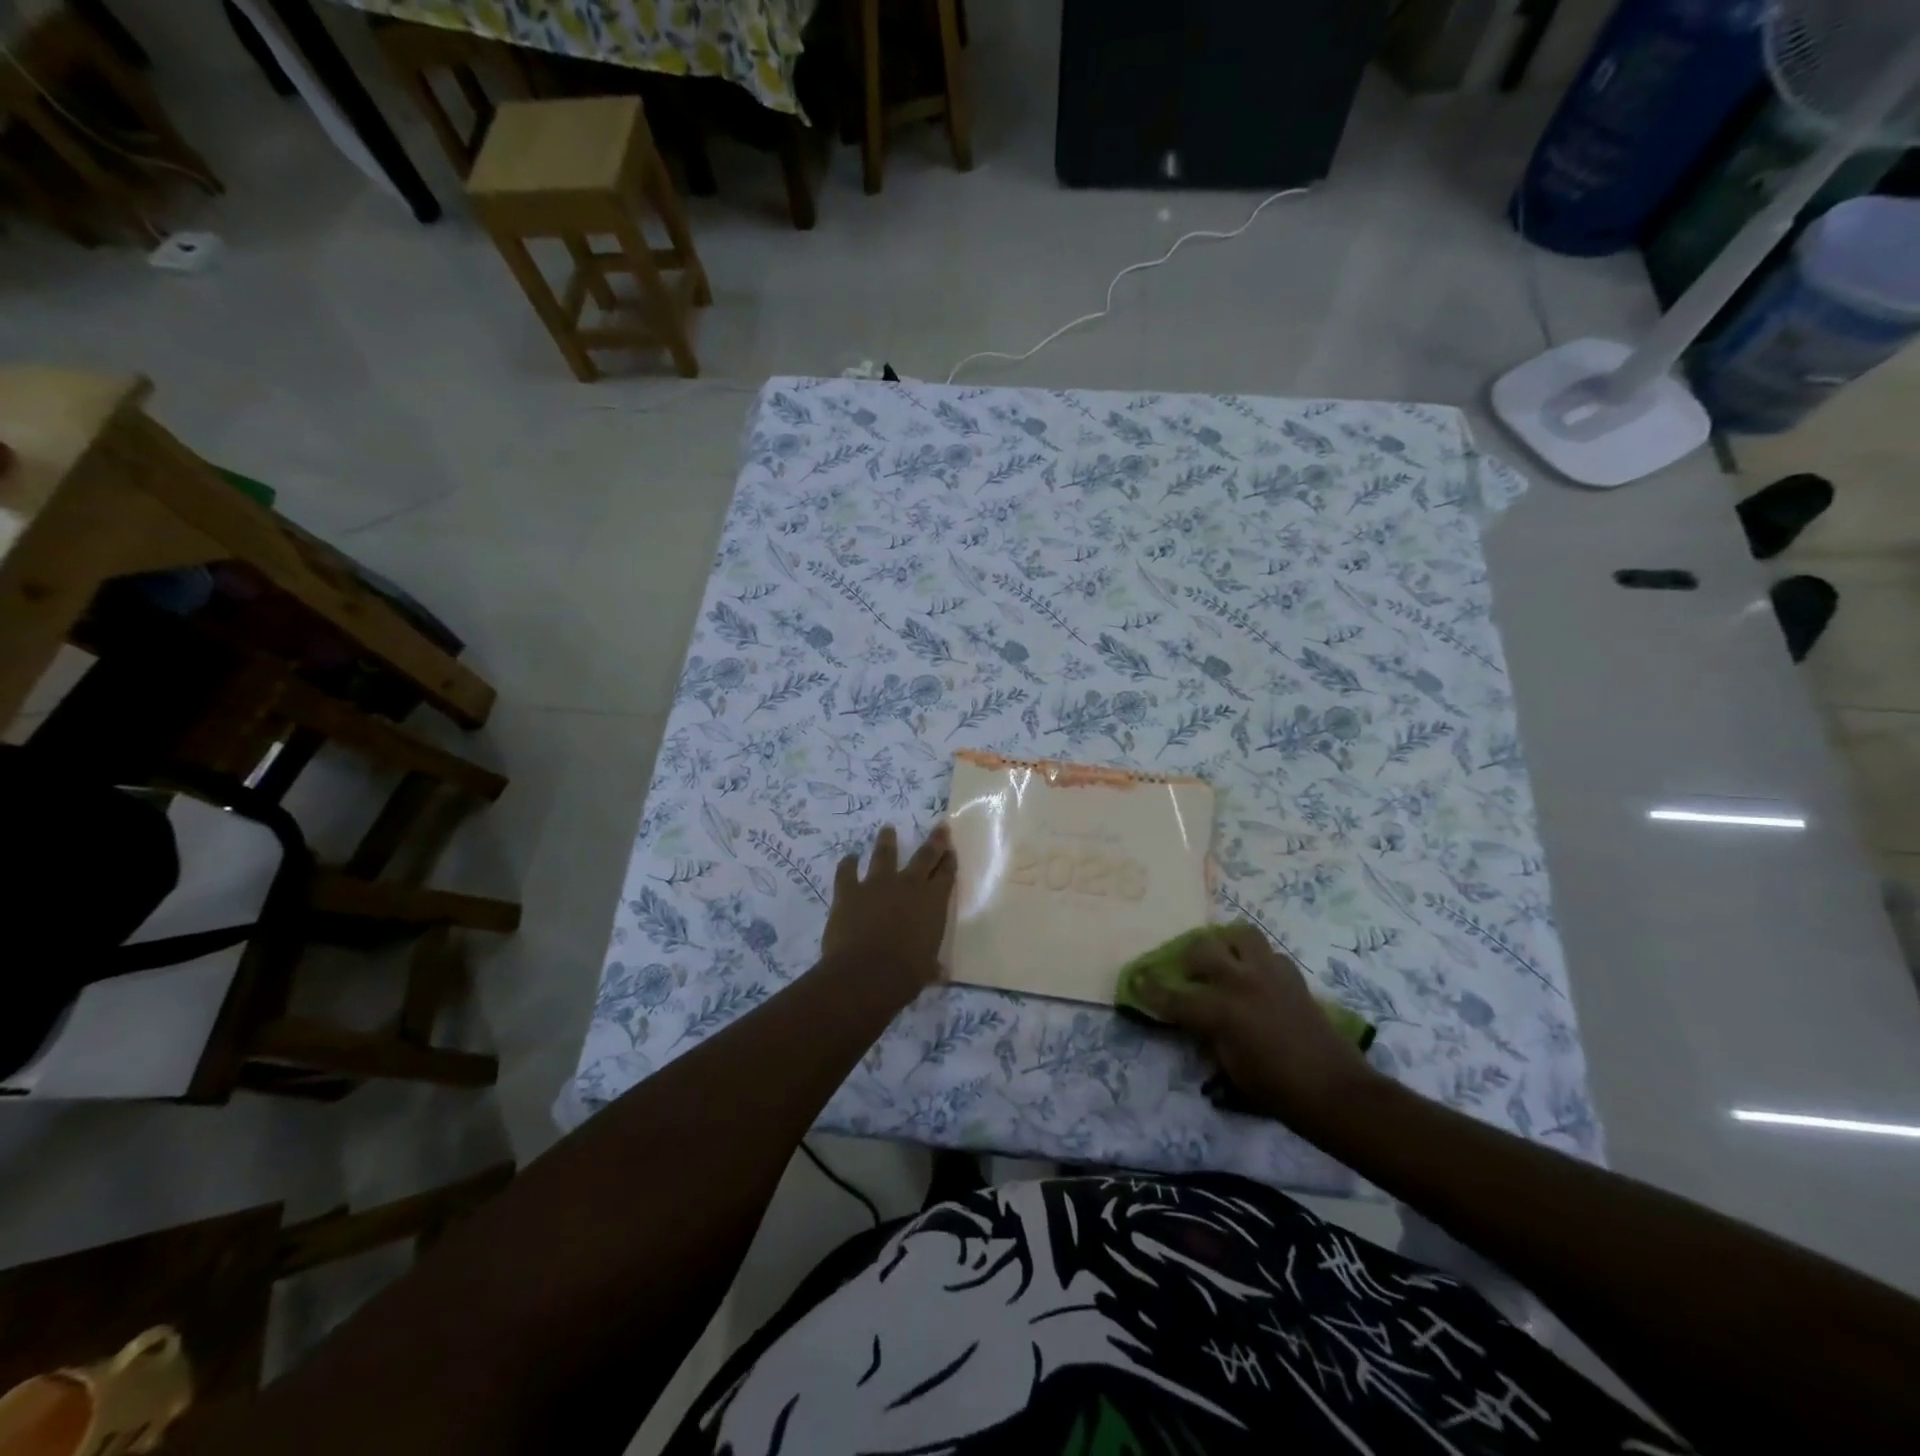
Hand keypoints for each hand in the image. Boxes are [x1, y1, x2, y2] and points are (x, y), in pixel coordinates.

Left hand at [821, 824, 956, 997]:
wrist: (867, 973)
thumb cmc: (906, 974)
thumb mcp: (927, 970)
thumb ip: (932, 965)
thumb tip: (940, 973)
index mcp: (933, 902)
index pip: (946, 875)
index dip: (949, 861)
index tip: (951, 849)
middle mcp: (909, 885)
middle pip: (925, 856)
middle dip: (934, 841)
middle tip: (939, 826)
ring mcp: (877, 884)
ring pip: (884, 855)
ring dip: (887, 841)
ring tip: (887, 829)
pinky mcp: (849, 891)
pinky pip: (847, 872)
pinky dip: (847, 864)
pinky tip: (848, 857)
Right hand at [1134, 922, 1378, 1132]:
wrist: (1335, 1092)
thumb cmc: (1277, 1091)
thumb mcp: (1229, 1069)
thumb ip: (1208, 1036)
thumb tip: (1195, 1020)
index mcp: (1220, 1011)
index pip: (1173, 995)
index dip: (1150, 989)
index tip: (1136, 981)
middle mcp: (1241, 983)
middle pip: (1201, 950)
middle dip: (1186, 959)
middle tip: (1185, 973)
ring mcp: (1269, 975)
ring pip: (1239, 935)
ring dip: (1225, 945)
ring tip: (1222, 960)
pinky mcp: (1292, 977)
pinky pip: (1268, 953)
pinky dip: (1256, 959)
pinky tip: (1254, 976)